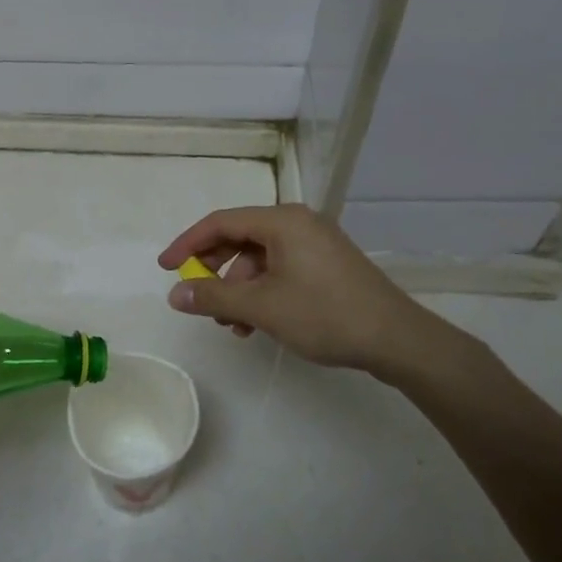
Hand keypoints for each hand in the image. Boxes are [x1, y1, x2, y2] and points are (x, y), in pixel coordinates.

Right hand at [158, 204, 478, 390]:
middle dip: (214, 270)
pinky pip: (280, 269)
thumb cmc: (325, 314)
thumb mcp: (261, 307)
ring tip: (232, 324)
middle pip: (239, 237)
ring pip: (259, 258)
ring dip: (238, 288)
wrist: (396, 340)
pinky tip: (256, 323)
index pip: (220, 222)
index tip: (165, 269)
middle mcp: (298, 223)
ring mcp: (315, 243)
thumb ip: (213, 297)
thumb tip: (174, 294)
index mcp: (281, 221)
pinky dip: (261, 292)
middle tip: (198, 297)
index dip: (187, 244)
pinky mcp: (327, 265)